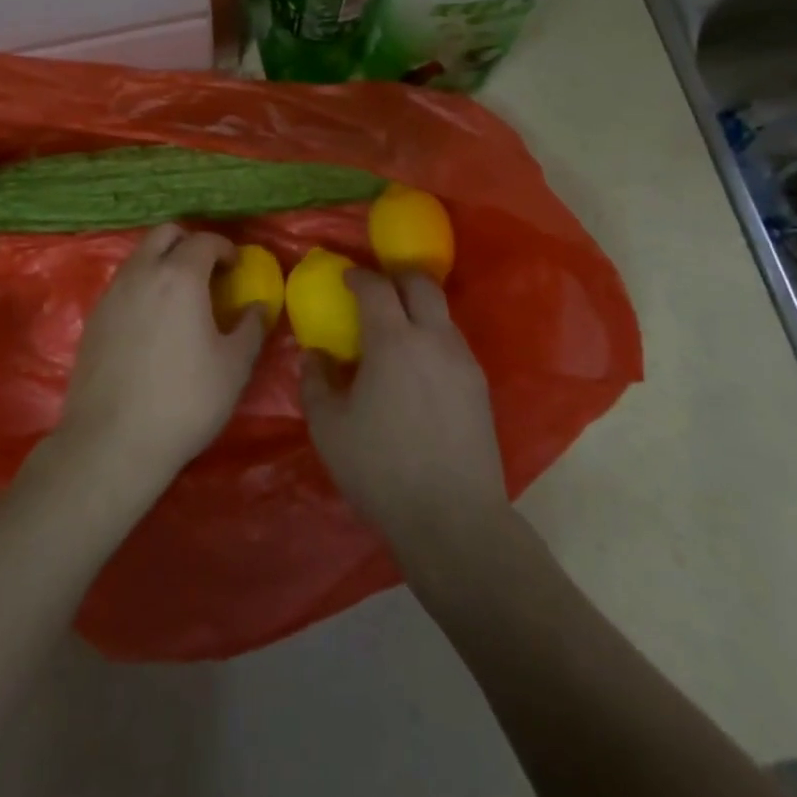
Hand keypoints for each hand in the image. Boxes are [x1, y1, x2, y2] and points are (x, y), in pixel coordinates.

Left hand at [58, 224, 266, 490]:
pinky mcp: (93, 318)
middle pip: (165, 234)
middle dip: (189, 243)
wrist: (112, 442)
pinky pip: (123, 284)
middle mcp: (141, 273)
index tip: (236, 267)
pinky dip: (142, 286)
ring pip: (139, 256)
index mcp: (179, 276)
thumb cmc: (184, 401)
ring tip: (181, 296)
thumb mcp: (234, 367)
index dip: (225, 248)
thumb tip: (258, 306)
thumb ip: (251, 327)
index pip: (204, 240)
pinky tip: (153, 321)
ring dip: (163, 262)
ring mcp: (112, 294)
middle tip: (208, 272)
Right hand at [300, 270, 507, 565]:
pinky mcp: (480, 387)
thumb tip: (316, 355)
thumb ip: (316, 381)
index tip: (345, 276)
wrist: (453, 519)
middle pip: (421, 284)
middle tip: (377, 288)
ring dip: (418, 308)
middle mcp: (434, 339)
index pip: (376, 287)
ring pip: (442, 314)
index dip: (358, 276)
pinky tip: (419, 367)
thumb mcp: (328, 428)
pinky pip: (453, 343)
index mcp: (394, 341)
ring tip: (397, 331)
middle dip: (397, 277)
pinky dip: (433, 338)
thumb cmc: (380, 469)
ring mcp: (463, 362)